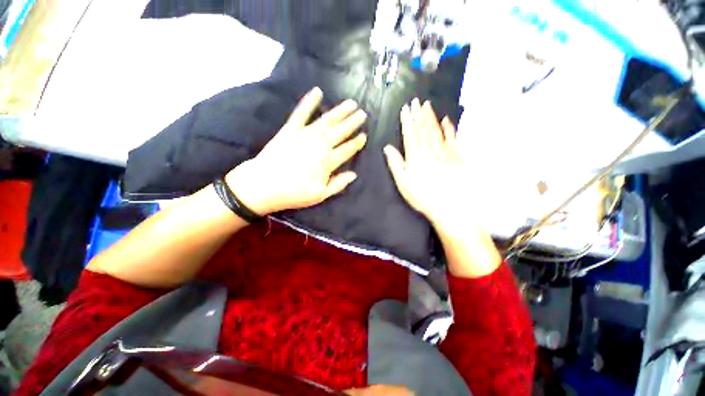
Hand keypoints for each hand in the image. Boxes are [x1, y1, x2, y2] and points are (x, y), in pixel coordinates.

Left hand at [226, 87, 366, 214]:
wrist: (264, 185)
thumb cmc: (294, 193)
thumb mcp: (320, 195)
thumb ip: (339, 184)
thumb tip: (354, 174)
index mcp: (328, 161)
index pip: (347, 150)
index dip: (357, 143)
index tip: (364, 135)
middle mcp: (320, 145)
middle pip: (341, 131)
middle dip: (353, 122)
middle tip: (363, 113)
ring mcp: (305, 134)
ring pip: (327, 120)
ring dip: (340, 111)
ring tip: (351, 103)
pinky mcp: (290, 129)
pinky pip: (301, 113)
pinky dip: (309, 101)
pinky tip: (317, 91)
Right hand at [385, 99, 500, 277]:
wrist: (450, 206)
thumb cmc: (422, 196)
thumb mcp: (403, 182)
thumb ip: (396, 163)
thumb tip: (388, 148)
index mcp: (415, 156)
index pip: (410, 134)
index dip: (407, 121)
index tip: (406, 109)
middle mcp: (429, 150)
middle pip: (423, 129)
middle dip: (418, 114)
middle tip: (416, 101)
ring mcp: (444, 152)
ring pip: (436, 130)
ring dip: (431, 117)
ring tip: (427, 105)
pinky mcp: (456, 156)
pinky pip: (451, 138)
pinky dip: (449, 128)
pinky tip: (446, 120)